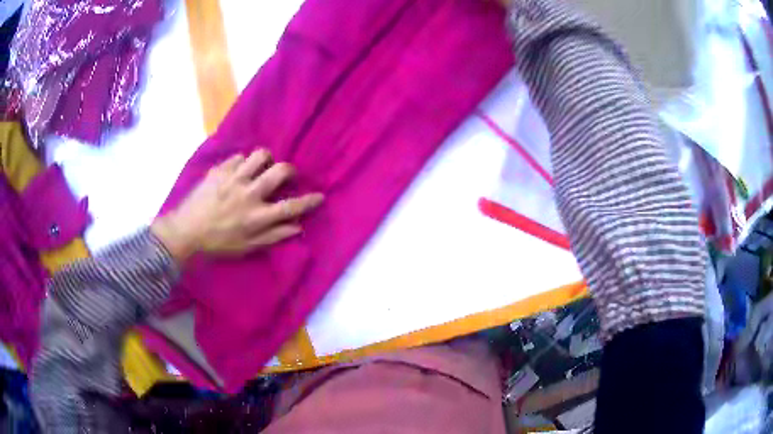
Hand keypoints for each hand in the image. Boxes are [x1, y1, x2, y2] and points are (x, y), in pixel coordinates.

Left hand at [151, 150, 323, 262]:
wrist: (186, 231)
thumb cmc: (218, 243)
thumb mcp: (247, 247)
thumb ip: (273, 236)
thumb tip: (297, 227)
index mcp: (257, 217)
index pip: (290, 207)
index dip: (309, 201)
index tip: (320, 196)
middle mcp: (249, 195)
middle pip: (279, 172)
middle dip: (290, 171)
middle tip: (286, 175)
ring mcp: (233, 179)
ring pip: (260, 156)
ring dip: (266, 160)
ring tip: (261, 168)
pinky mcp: (219, 170)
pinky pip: (238, 157)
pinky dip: (242, 162)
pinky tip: (238, 171)